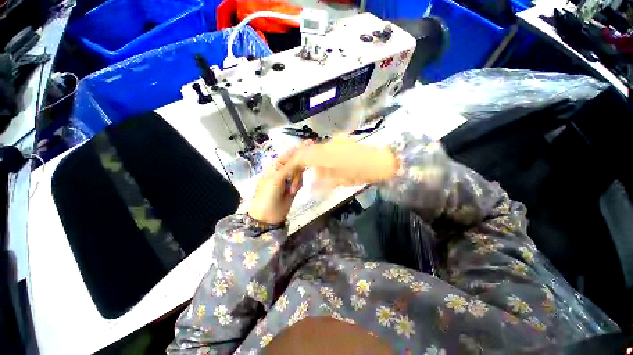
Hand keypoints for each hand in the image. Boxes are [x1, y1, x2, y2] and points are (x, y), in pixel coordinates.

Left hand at [248, 146, 303, 223]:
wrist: (269, 215)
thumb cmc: (268, 194)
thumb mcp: (276, 178)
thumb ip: (288, 165)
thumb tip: (298, 152)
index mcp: (275, 166)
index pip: (289, 154)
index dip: (298, 149)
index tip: (310, 143)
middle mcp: (283, 170)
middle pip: (296, 162)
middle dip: (297, 170)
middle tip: (293, 181)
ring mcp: (289, 178)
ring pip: (300, 172)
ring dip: (297, 180)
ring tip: (291, 190)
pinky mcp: (295, 186)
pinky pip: (301, 181)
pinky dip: (298, 185)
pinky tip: (293, 191)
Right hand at [293, 135, 398, 189]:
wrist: (383, 161)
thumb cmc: (362, 173)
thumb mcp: (341, 180)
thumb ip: (322, 181)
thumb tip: (310, 183)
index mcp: (326, 155)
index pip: (302, 156)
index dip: (292, 163)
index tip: (287, 171)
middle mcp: (327, 144)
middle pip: (306, 150)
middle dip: (299, 160)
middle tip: (295, 171)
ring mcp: (335, 141)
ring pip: (315, 149)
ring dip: (310, 159)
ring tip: (310, 171)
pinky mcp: (340, 141)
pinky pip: (324, 148)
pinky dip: (319, 156)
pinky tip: (322, 164)